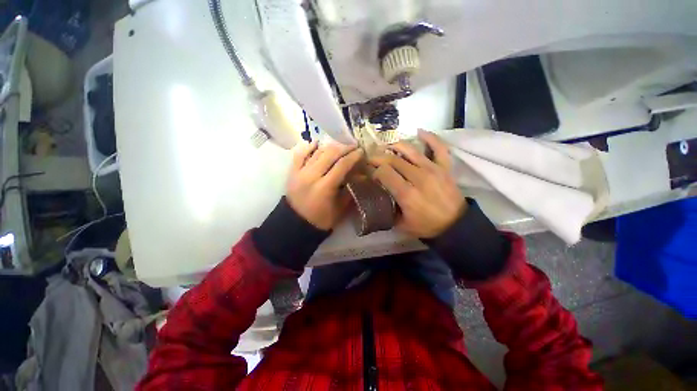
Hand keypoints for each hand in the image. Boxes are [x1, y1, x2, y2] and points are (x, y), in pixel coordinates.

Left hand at [287, 141, 362, 229]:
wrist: (295, 224)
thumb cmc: (321, 220)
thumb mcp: (340, 209)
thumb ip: (349, 191)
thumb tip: (360, 176)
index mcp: (324, 187)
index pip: (341, 165)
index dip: (353, 156)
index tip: (361, 151)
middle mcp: (311, 176)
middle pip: (329, 154)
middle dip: (344, 147)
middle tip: (353, 146)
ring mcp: (299, 173)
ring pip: (316, 152)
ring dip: (330, 146)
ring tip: (339, 145)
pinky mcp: (292, 172)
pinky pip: (299, 155)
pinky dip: (308, 147)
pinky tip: (317, 143)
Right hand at [370, 130, 465, 237]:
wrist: (455, 225)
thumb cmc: (426, 226)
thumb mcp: (401, 224)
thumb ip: (387, 210)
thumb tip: (377, 197)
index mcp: (406, 193)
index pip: (384, 172)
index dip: (374, 171)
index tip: (371, 174)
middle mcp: (418, 177)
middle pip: (393, 160)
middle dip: (379, 157)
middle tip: (372, 159)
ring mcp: (433, 169)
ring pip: (410, 150)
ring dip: (395, 146)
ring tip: (387, 147)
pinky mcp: (444, 167)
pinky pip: (438, 148)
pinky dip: (430, 138)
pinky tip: (419, 132)